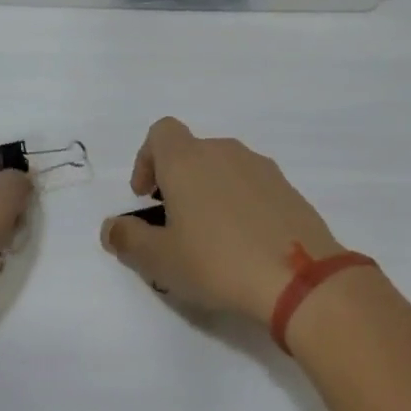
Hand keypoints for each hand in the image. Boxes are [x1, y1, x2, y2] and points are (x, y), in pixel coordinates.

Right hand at [100, 117, 343, 324]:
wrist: (299, 278)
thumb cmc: (217, 262)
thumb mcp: (160, 259)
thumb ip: (128, 239)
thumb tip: (111, 227)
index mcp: (187, 160)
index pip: (161, 132)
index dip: (146, 159)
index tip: (145, 196)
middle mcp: (224, 151)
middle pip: (191, 151)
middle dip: (177, 181)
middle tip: (174, 224)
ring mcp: (261, 167)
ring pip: (223, 168)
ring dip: (209, 192)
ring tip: (210, 237)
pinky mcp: (288, 188)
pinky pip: (252, 186)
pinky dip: (240, 203)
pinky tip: (244, 243)